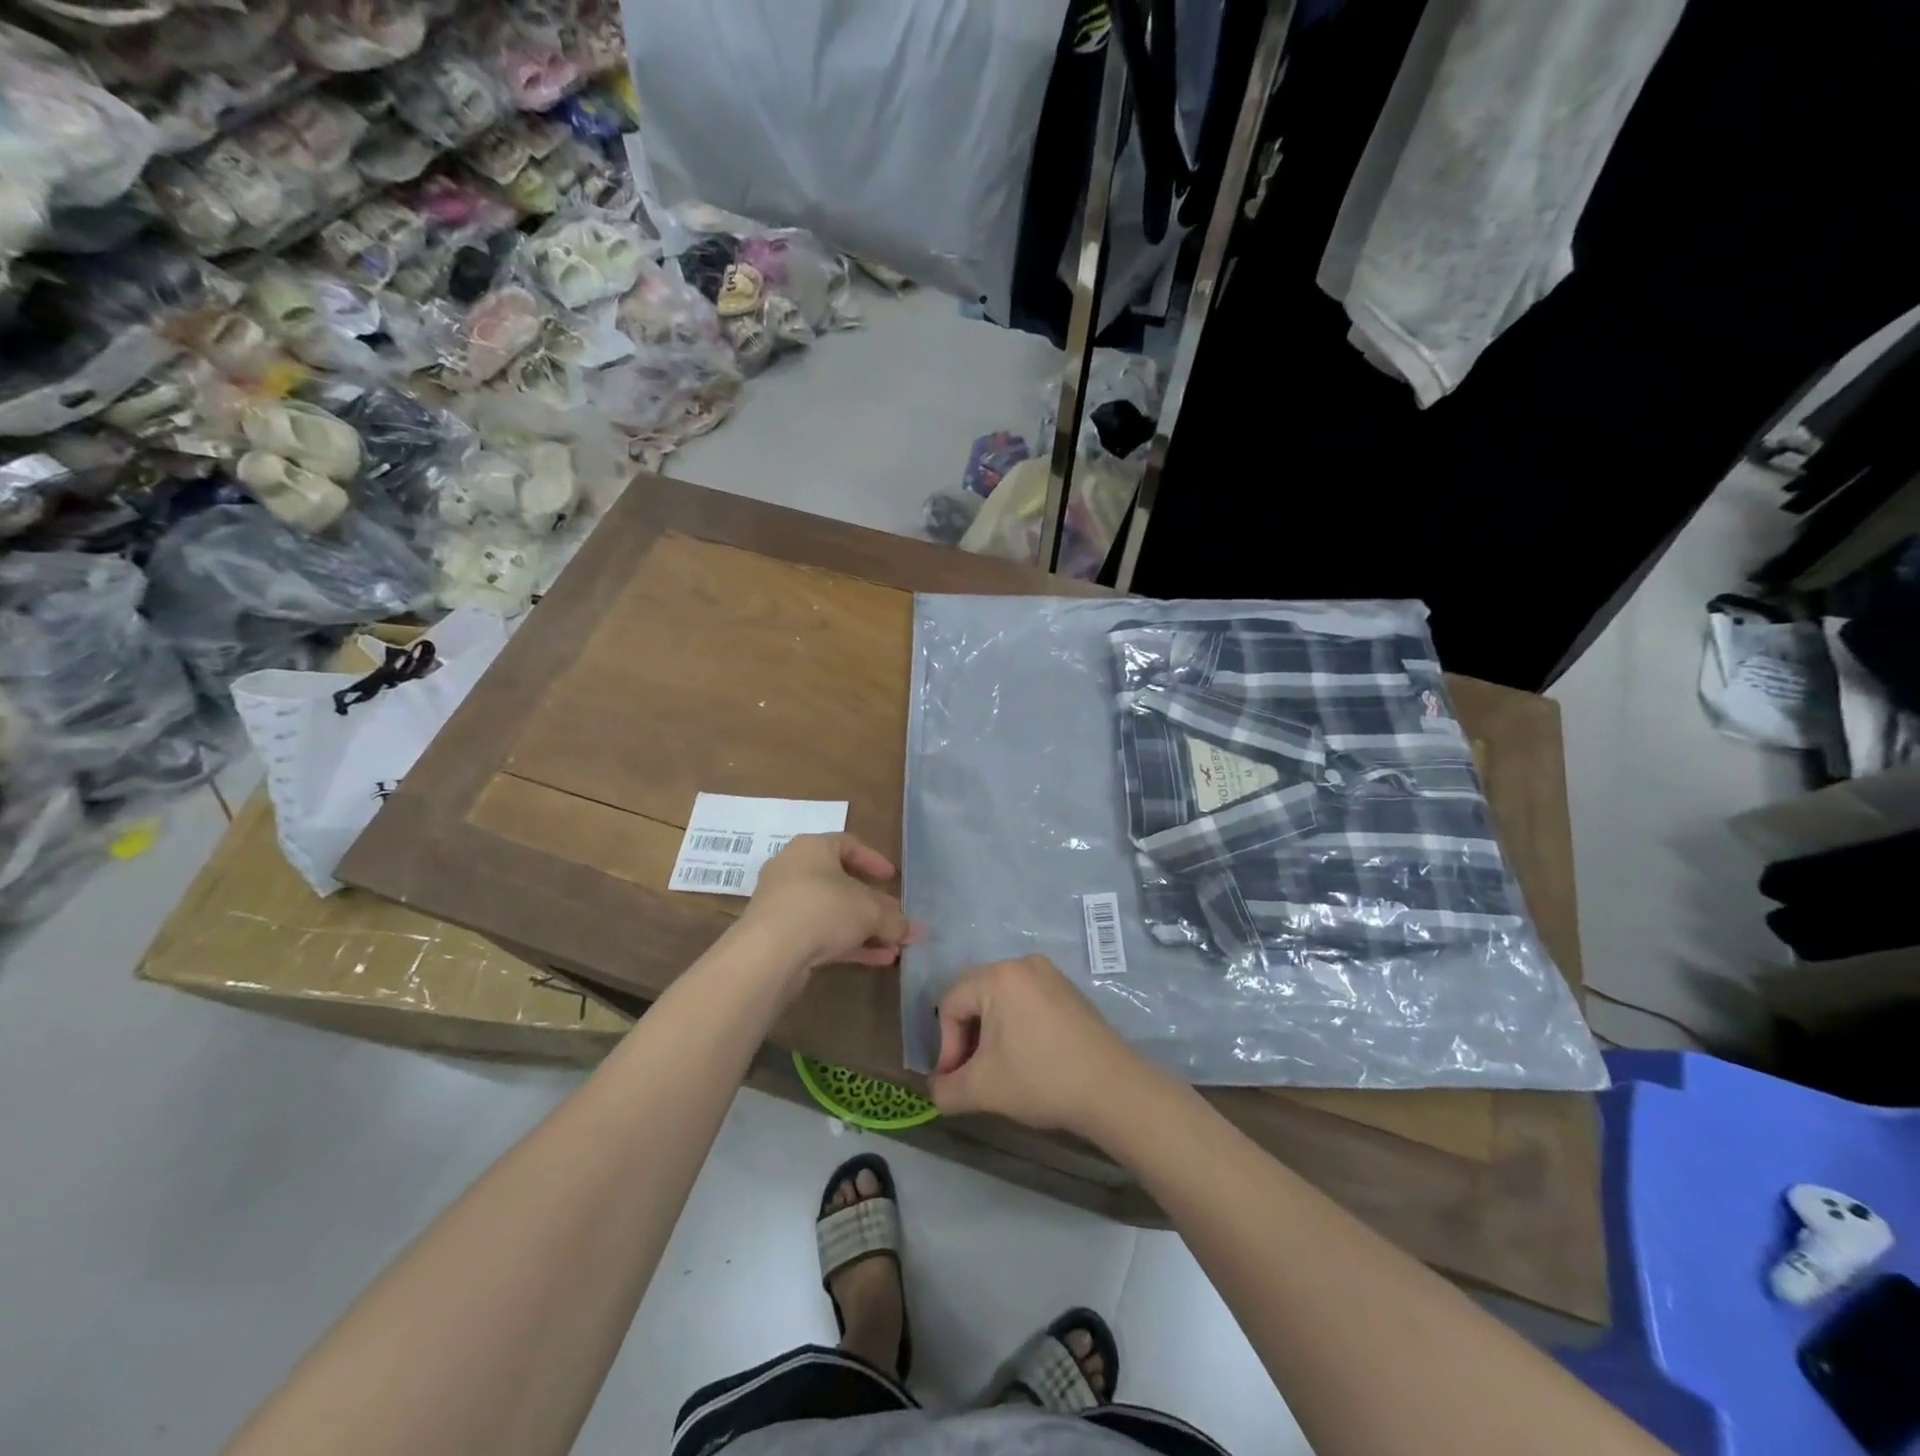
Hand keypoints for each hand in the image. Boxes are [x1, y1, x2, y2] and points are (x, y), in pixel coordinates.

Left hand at [736, 833, 917, 975]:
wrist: (769, 952)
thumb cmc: (823, 909)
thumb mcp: (869, 912)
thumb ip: (894, 920)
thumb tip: (915, 930)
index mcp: (812, 848)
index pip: (848, 845)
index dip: (874, 861)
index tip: (893, 878)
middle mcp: (794, 870)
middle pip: (841, 883)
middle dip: (873, 904)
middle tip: (895, 917)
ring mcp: (784, 905)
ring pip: (832, 912)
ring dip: (864, 928)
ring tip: (894, 945)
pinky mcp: (780, 936)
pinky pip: (821, 934)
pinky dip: (849, 944)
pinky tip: (878, 960)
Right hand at [929, 954, 1150, 1139]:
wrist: (1112, 1089)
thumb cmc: (1040, 1079)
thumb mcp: (983, 1089)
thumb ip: (946, 1090)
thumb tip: (935, 1090)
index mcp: (998, 976)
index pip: (950, 1003)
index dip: (946, 1045)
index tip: (954, 1079)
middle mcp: (1022, 964)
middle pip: (975, 996)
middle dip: (966, 1037)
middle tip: (972, 1073)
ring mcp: (1050, 974)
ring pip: (1001, 999)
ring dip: (990, 1032)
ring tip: (998, 1068)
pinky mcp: (1069, 990)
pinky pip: (1027, 1000)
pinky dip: (1016, 1025)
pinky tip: (1026, 1057)